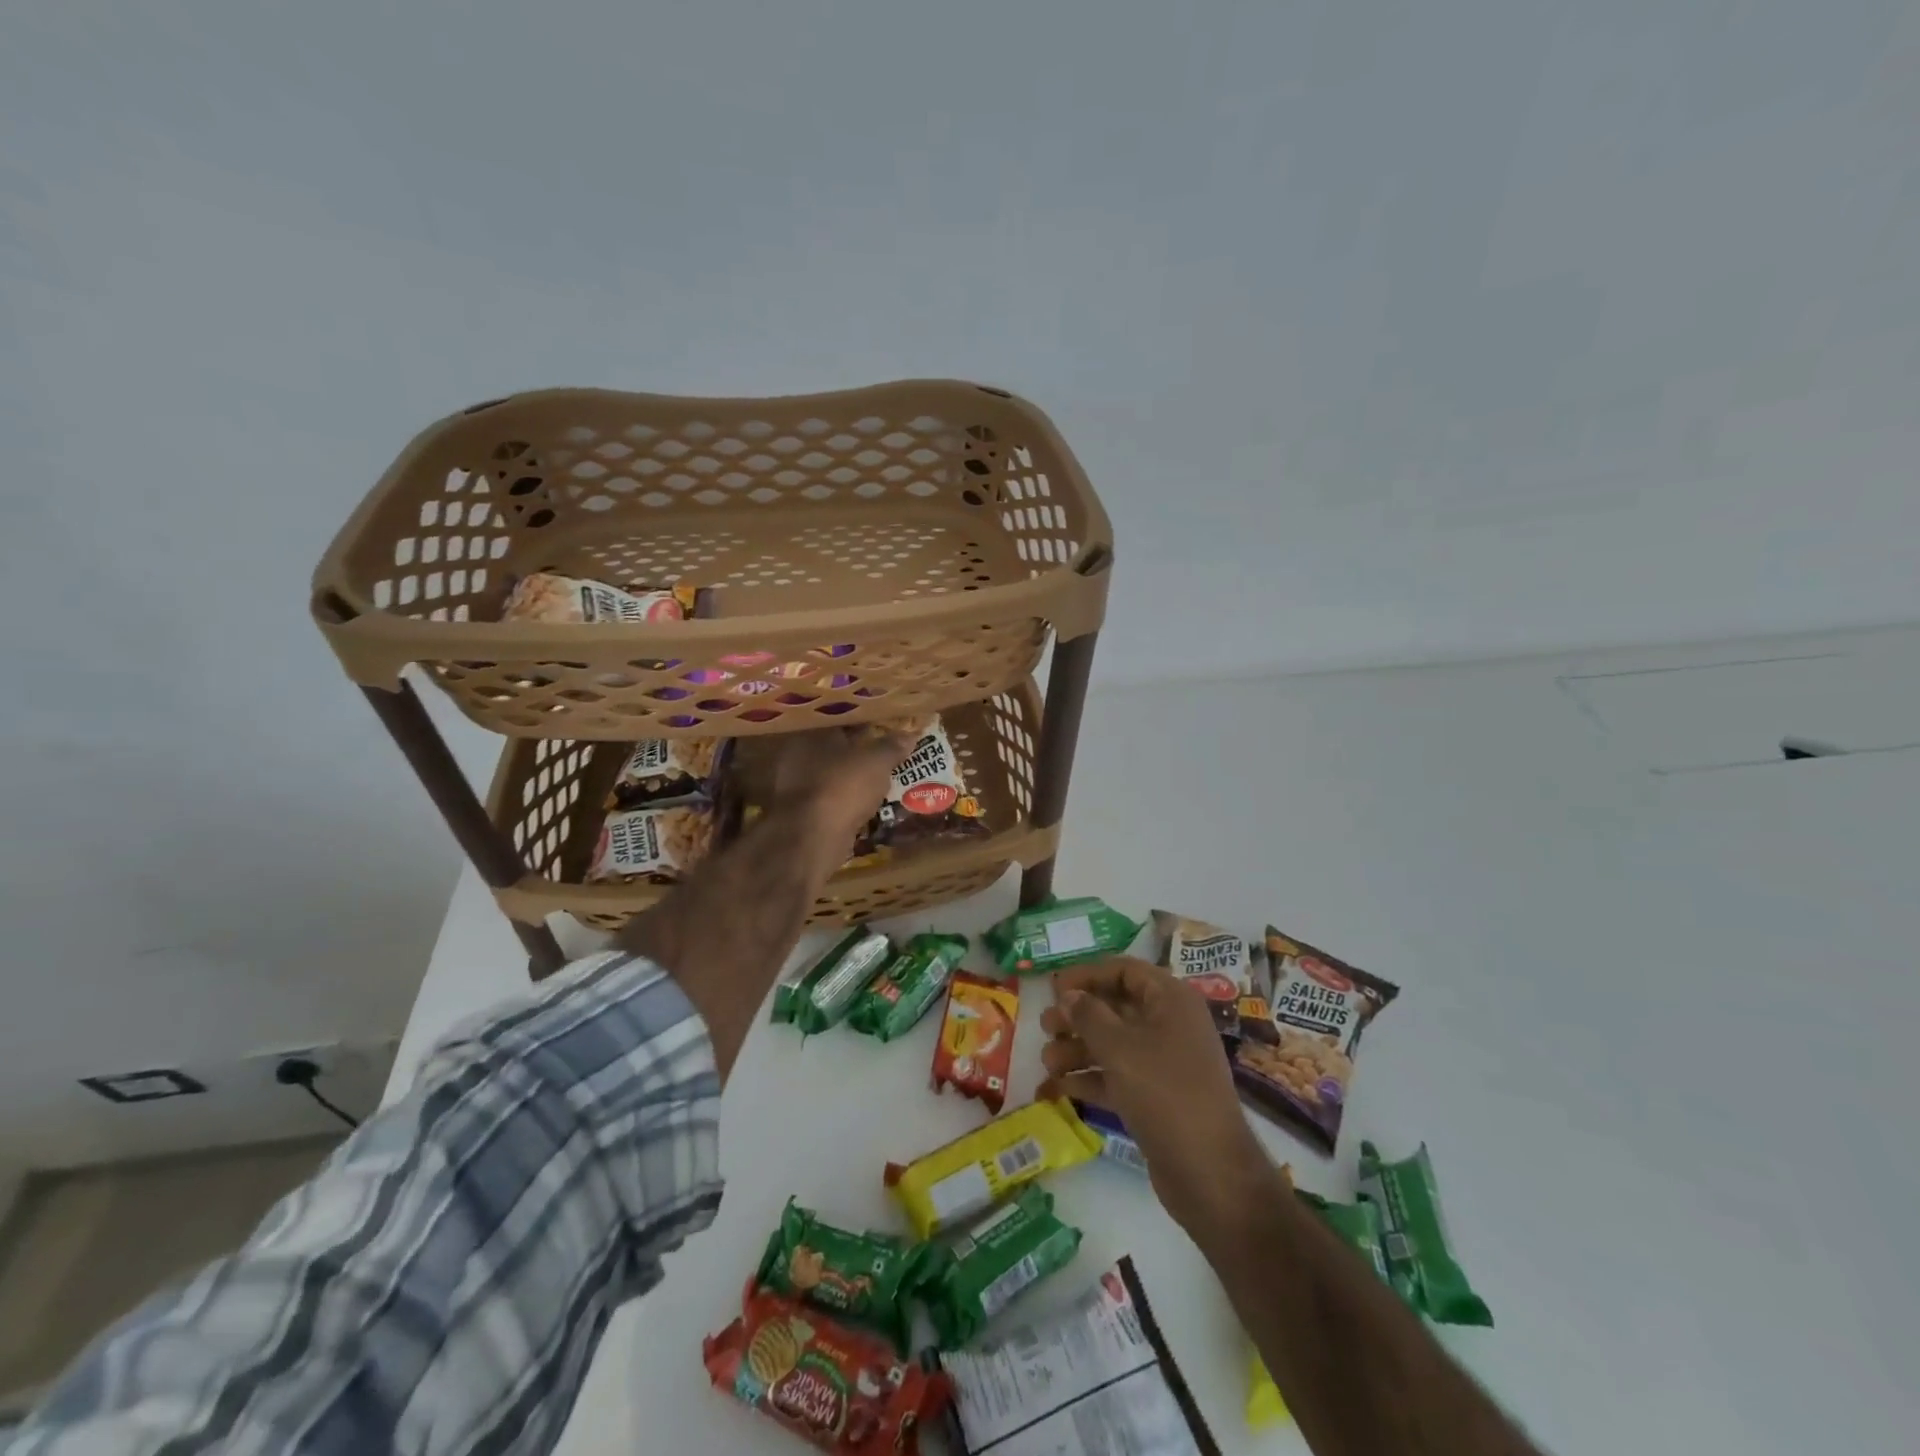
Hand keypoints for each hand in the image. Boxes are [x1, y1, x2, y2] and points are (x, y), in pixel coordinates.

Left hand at [768, 726, 915, 873]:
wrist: (812, 837)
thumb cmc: (843, 786)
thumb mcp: (877, 762)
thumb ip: (892, 746)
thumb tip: (910, 735)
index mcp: (812, 731)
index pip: (840, 718)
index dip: (864, 721)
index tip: (885, 725)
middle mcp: (796, 753)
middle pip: (835, 746)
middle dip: (858, 749)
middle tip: (885, 751)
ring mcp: (795, 785)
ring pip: (832, 774)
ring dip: (852, 777)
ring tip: (880, 778)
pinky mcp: (800, 812)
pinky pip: (830, 798)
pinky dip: (846, 799)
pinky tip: (864, 802)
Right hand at [1039, 956, 1282, 1236]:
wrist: (1210, 1173)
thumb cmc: (1165, 1092)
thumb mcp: (1120, 1048)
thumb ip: (1089, 1015)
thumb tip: (1068, 994)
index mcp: (1171, 1000)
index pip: (1124, 970)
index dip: (1087, 975)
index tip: (1053, 988)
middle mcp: (1170, 1024)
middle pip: (1116, 1007)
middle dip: (1077, 1016)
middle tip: (1045, 1026)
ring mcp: (1165, 1063)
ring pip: (1114, 1043)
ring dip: (1078, 1049)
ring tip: (1047, 1062)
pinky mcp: (1156, 1097)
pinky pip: (1118, 1076)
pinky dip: (1090, 1079)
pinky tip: (1058, 1089)